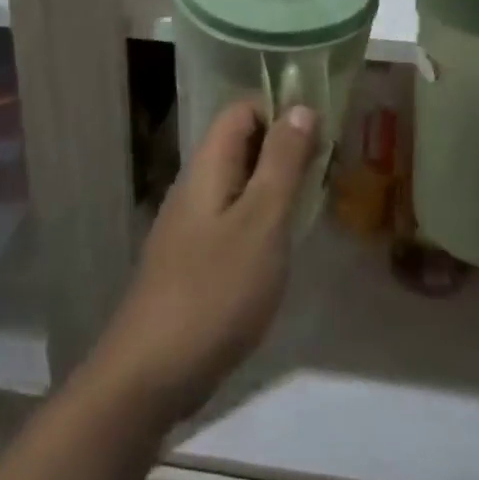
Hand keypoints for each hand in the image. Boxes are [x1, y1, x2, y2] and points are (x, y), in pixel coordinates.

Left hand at [91, 101, 319, 427]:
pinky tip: (283, 248)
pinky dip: (262, 221)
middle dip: (285, 150)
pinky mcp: (193, 261)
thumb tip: (300, 107)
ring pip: (239, 185)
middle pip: (241, 145)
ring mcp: (190, 226)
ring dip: (276, 187)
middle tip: (327, 174)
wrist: (151, 372)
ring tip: (313, 208)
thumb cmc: (215, 289)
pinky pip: (233, 221)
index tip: (322, 137)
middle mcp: (195, 188)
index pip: (241, 111)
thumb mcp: (261, 221)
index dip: (281, 112)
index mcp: (207, 168)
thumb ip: (282, 163)